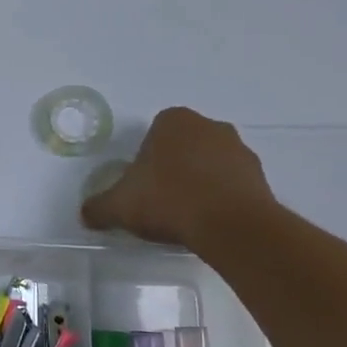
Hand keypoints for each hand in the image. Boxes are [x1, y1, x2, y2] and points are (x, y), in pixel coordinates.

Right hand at [81, 106, 275, 247]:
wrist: (231, 225)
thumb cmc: (169, 200)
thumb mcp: (120, 206)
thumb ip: (99, 207)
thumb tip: (85, 214)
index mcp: (174, 121)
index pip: (154, 134)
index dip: (145, 160)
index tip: (142, 186)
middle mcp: (209, 126)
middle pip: (184, 146)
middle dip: (174, 167)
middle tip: (162, 200)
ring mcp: (239, 149)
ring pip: (211, 163)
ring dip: (201, 181)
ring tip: (188, 215)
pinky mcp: (260, 175)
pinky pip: (233, 183)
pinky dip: (223, 197)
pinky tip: (211, 221)